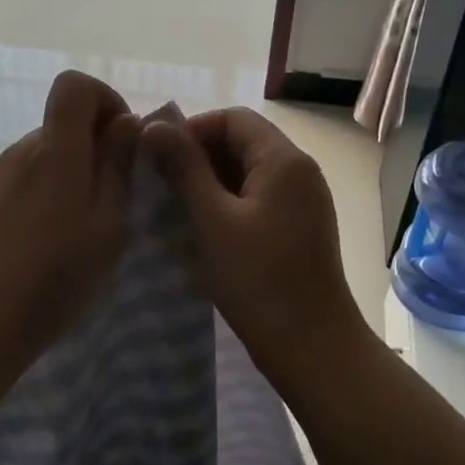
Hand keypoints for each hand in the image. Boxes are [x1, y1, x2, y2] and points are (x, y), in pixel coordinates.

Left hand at [0, 70, 139, 358]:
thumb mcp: (109, 222)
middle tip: (108, 198)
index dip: (103, 100)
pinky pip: (20, 178)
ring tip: (74, 227)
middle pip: (61, 124)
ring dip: (66, 173)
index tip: (121, 141)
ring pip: (42, 154)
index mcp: (57, 149)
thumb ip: (118, 166)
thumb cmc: (59, 272)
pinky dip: (40, 193)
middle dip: (91, 147)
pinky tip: (41, 238)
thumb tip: (125, 122)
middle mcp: (21, 150)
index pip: (74, 85)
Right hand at [145, 108, 362, 374]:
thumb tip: (152, 125)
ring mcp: (303, 201)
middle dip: (199, 158)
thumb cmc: (259, 280)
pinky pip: (258, 199)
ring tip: (176, 210)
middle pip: (242, 142)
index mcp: (284, 161)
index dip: (192, 131)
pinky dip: (228, 205)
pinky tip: (204, 231)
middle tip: (161, 188)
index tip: (158, 161)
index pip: (233, 118)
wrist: (312, 346)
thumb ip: (184, 169)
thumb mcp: (213, 221)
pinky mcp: (299, 228)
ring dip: (210, 183)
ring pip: (248, 173)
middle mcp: (300, 172)